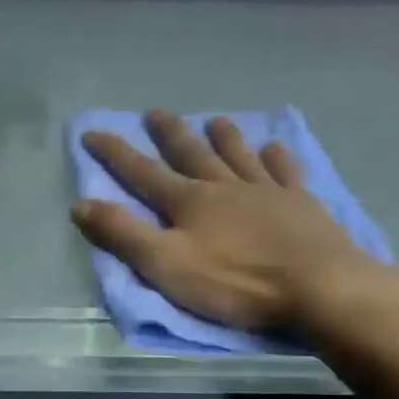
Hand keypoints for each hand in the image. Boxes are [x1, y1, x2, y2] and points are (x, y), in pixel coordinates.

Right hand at [72, 110, 379, 332]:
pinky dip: (277, 157)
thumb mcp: (166, 265)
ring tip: (215, 120)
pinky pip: (285, 172)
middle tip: (155, 112)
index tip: (93, 131)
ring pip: (239, 156)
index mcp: (189, 203)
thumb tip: (81, 204)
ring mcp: (266, 192)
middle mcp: (224, 187)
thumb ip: (124, 235)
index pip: (143, 173)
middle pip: (191, 154)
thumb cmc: (235, 282)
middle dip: (170, 134)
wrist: (318, 287)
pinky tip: (274, 147)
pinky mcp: (301, 204)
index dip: (115, 153)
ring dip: (224, 137)